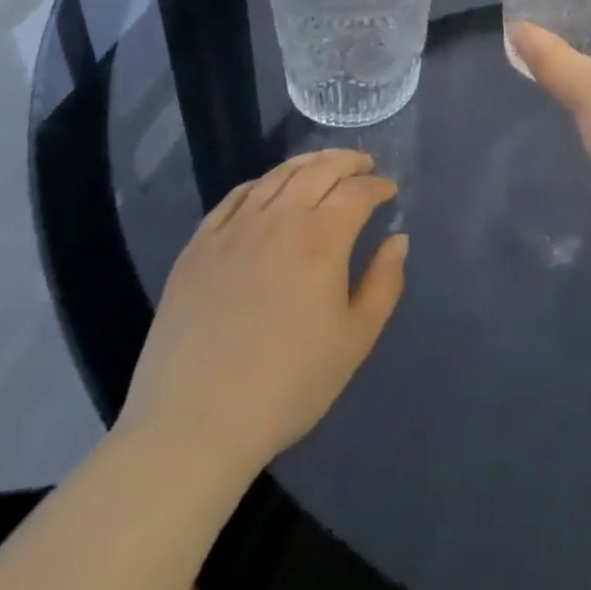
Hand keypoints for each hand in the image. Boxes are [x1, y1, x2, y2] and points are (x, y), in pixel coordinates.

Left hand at [115, 149, 407, 481]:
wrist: (192, 427)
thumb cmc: (286, 386)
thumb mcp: (354, 341)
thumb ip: (384, 283)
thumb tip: (397, 240)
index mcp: (320, 239)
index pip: (357, 192)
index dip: (378, 186)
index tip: (390, 192)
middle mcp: (278, 219)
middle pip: (319, 170)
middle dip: (349, 162)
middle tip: (364, 166)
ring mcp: (233, 230)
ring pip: (277, 176)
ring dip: (308, 164)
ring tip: (324, 166)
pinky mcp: (198, 247)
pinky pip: (236, 197)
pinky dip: (262, 183)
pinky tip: (269, 190)